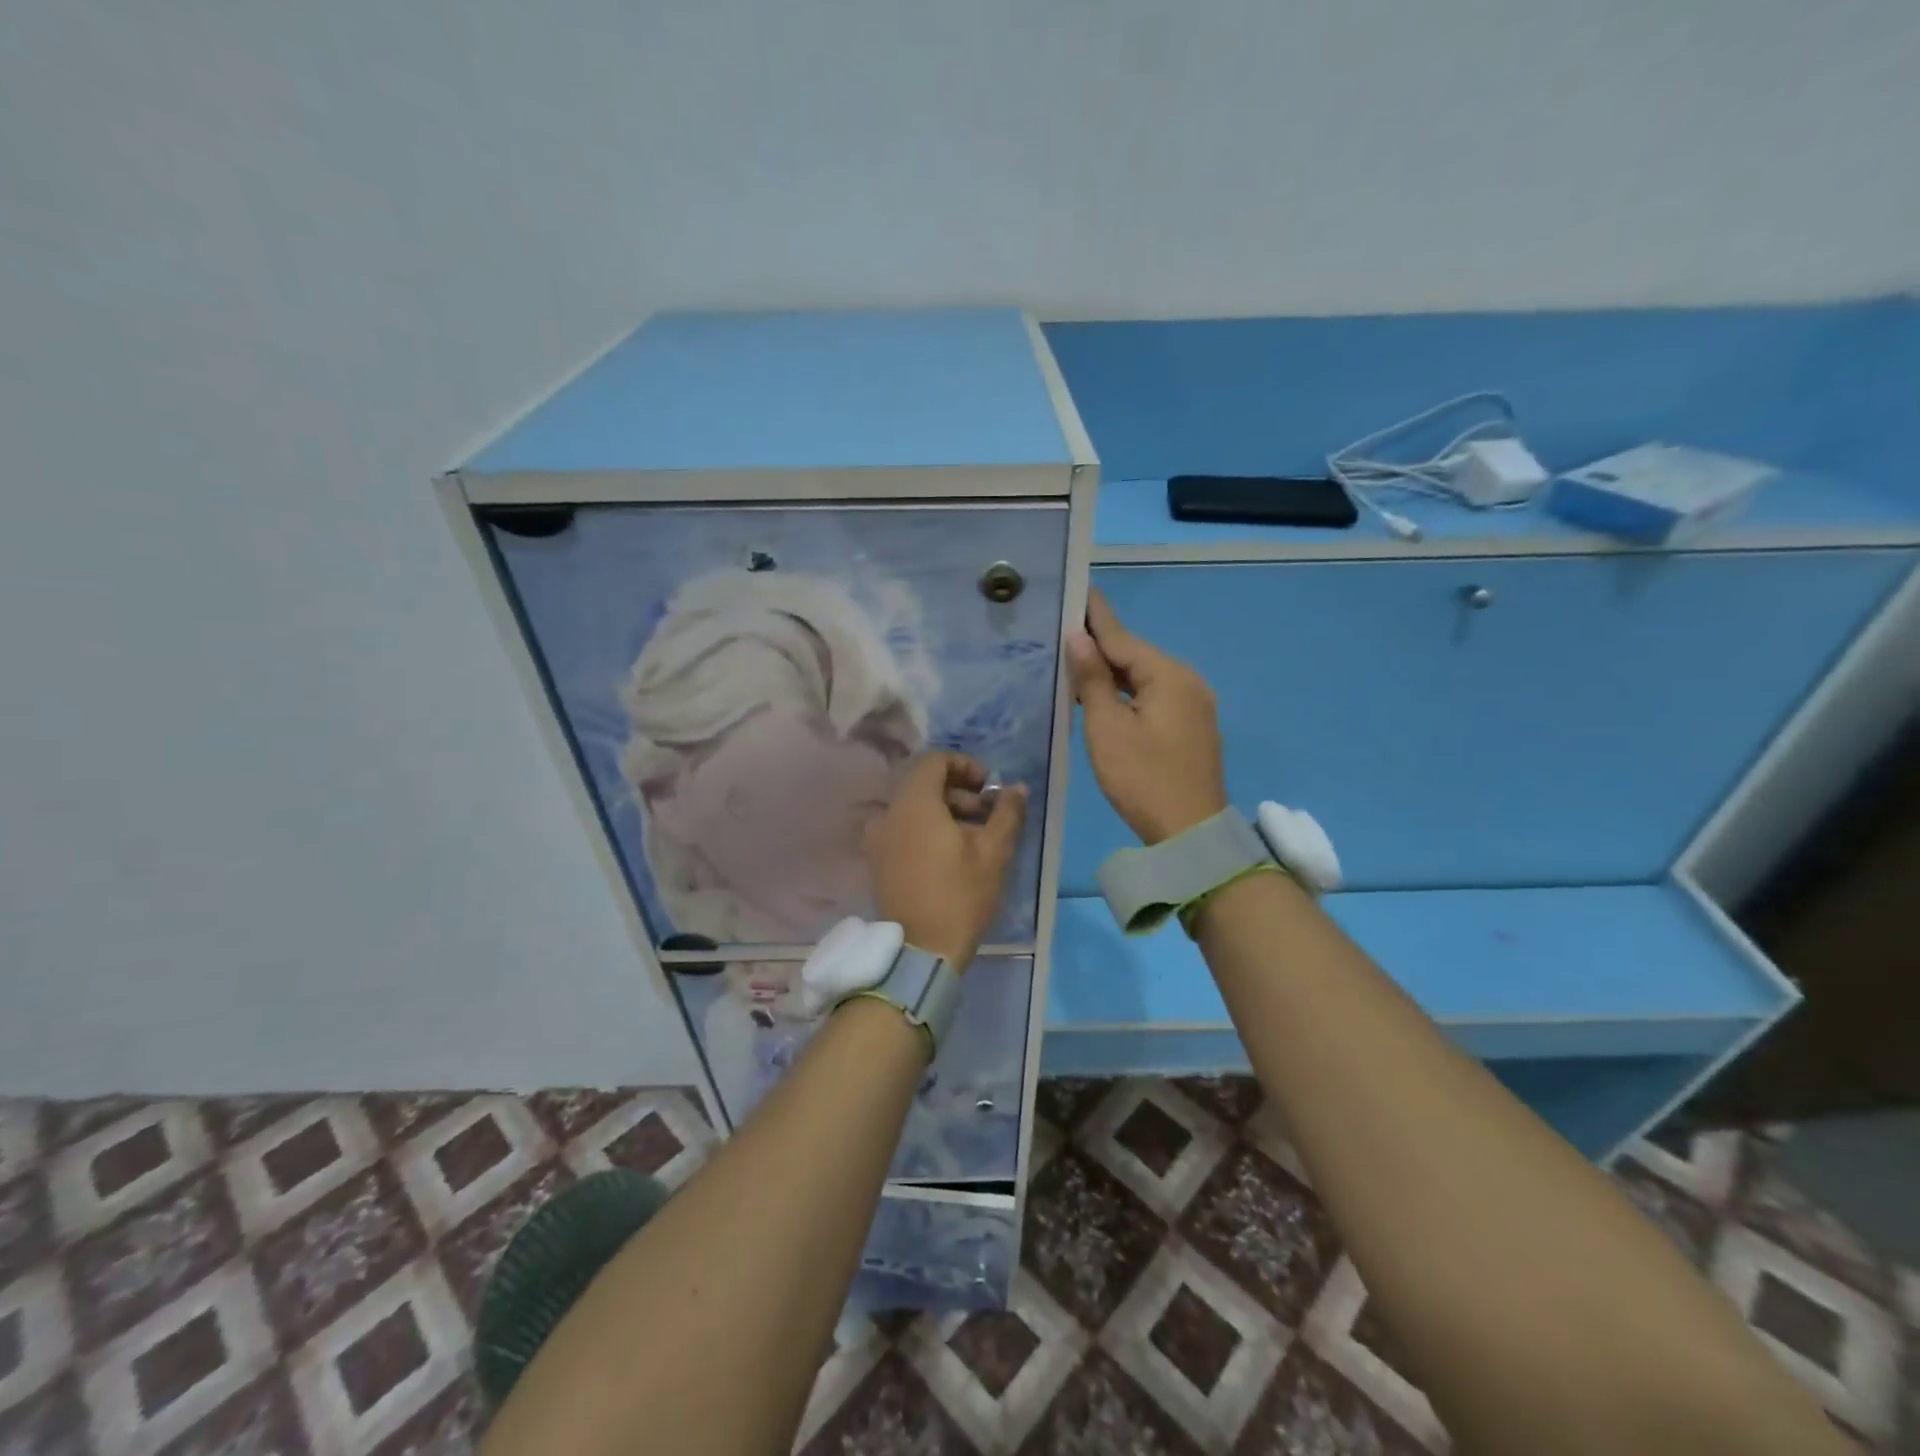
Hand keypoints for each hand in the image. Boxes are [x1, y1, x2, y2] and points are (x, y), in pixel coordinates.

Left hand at [864, 752, 1026, 969]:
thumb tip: (1018, 788)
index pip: (934, 760)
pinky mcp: (877, 860)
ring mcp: (877, 838)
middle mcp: (888, 813)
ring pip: (913, 807)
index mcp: (913, 804)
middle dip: (959, 791)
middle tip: (987, 815)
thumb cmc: (960, 895)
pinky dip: (926, 828)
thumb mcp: (994, 851)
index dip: (965, 765)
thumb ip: (1006, 812)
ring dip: (945, 811)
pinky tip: (950, 853)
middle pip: (923, 783)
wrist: (921, 951)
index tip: (988, 788)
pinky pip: (902, 828)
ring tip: (974, 837)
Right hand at [1066, 588, 1227, 843]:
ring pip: (1145, 677)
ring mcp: (1194, 704)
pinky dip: (1128, 691)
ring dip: (1112, 671)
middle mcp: (1187, 681)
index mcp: (1168, 675)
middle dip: (1101, 644)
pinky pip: (1154, 696)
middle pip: (1136, 655)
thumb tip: (1079, 638)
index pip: (1122, 637)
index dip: (1095, 616)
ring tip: (1076, 660)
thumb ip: (1092, 680)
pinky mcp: (1191, 726)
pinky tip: (1104, 694)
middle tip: (1063, 629)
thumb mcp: (1108, 728)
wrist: (1191, 833)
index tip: (1075, 589)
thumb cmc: (1143, 778)